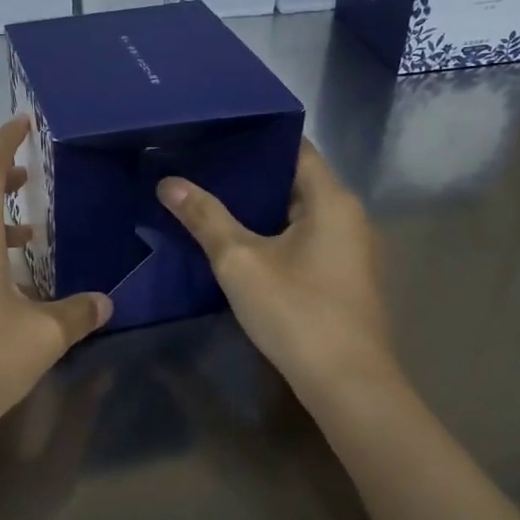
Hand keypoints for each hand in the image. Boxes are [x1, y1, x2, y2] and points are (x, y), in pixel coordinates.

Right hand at [156, 140, 406, 421]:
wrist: (348, 385)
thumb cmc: (296, 311)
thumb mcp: (240, 261)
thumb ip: (205, 217)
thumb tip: (169, 182)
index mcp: (332, 200)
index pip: (295, 147)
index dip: (256, 137)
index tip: (215, 133)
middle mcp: (349, 217)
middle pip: (296, 180)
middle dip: (250, 174)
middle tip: (202, 167)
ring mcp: (351, 250)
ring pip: (300, 213)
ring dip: (261, 208)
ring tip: (212, 200)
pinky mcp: (345, 278)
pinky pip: (307, 240)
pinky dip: (276, 234)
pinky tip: (241, 243)